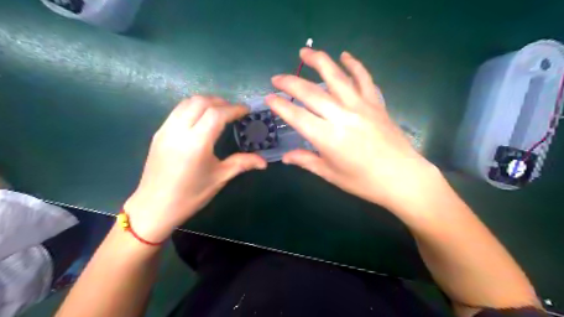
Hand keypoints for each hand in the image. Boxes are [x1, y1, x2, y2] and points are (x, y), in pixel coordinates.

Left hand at [123, 97, 266, 241]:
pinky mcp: (159, 133)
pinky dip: (193, 107)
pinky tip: (202, 119)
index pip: (217, 114)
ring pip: (187, 102)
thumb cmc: (190, 195)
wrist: (154, 206)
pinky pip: (178, 110)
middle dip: (221, 101)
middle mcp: (179, 130)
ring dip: (206, 101)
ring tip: (220, 111)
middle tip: (234, 111)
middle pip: (201, 102)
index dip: (234, 109)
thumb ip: (242, 163)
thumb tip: (264, 162)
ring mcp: (166, 129)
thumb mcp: (219, 178)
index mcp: (196, 143)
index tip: (246, 110)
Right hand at [267, 49, 437, 213]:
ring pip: (336, 77)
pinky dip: (354, 65)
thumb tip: (286, 157)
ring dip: (319, 61)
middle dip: (290, 82)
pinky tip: (345, 56)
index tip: (269, 98)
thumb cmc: (364, 182)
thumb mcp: (331, 175)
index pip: (297, 116)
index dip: (280, 106)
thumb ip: (307, 161)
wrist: (402, 177)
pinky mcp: (376, 103)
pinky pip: (364, 79)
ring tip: (305, 52)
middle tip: (277, 77)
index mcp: (328, 138)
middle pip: (311, 93)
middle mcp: (342, 117)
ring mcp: (361, 106)